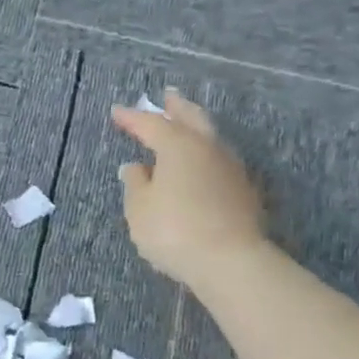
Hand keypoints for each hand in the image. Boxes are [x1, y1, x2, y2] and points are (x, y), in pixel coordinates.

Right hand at [111, 88, 267, 286]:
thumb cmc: (173, 230)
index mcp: (178, 147)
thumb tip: (136, 167)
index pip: (152, 124)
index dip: (132, 118)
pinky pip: (218, 160)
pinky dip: (204, 154)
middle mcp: (208, 149)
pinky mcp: (242, 190)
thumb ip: (135, 184)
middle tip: (167, 97)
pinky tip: (198, 164)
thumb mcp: (139, 209)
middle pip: (192, 119)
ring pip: (209, 138)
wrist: (229, 260)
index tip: (116, 112)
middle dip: (177, 108)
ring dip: (194, 128)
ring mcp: (230, 168)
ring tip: (183, 127)